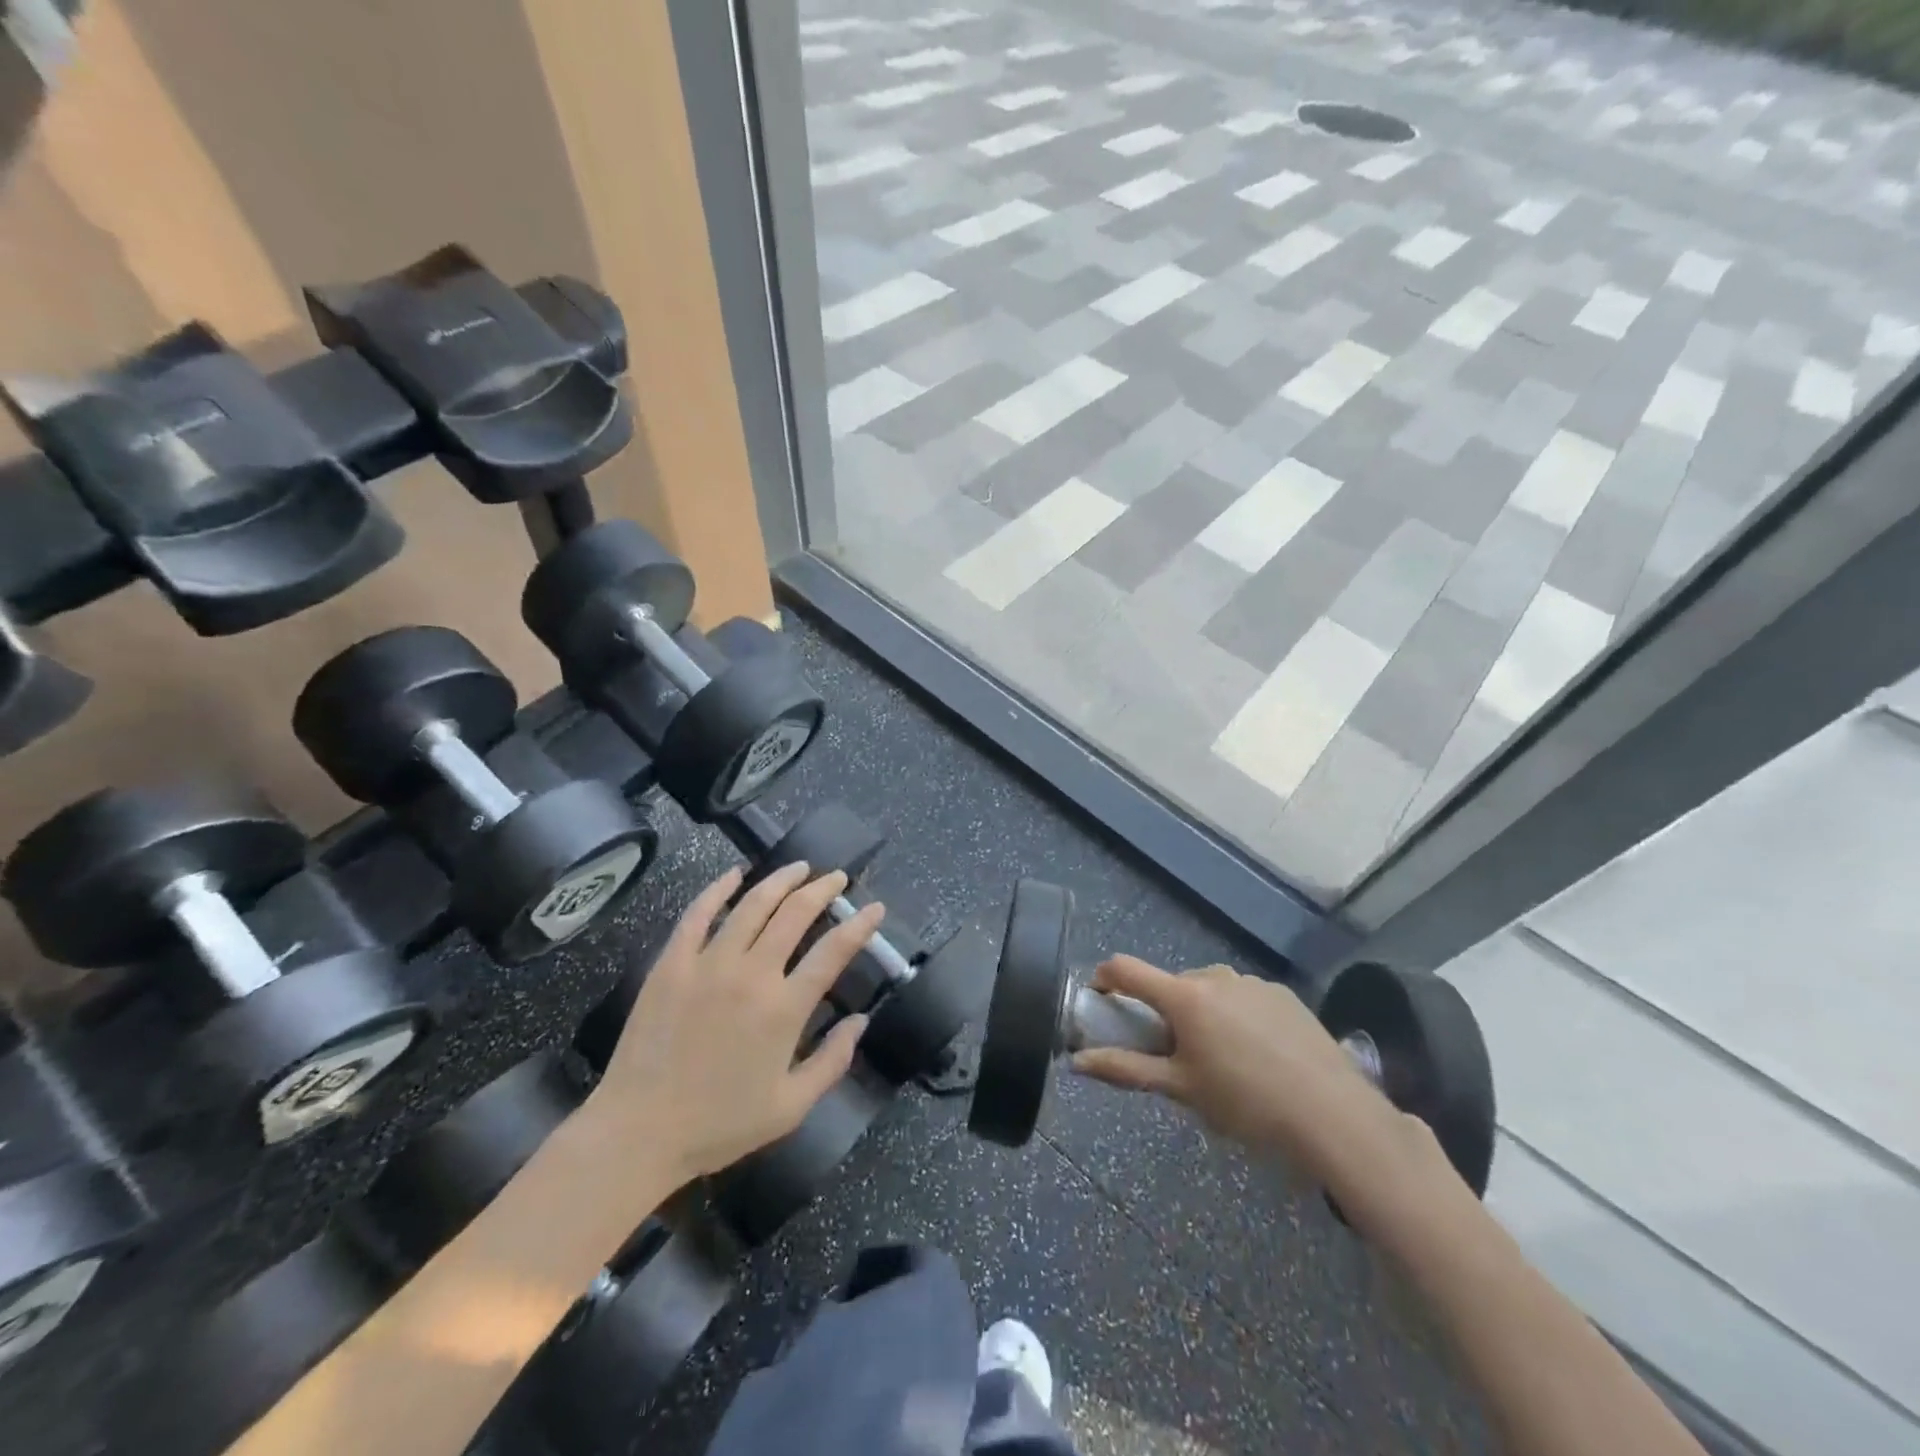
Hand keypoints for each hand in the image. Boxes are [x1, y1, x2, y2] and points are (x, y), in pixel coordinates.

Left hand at [587, 862, 882, 1185]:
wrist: (638, 1132)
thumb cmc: (720, 1125)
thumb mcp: (790, 1107)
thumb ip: (832, 1062)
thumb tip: (861, 1021)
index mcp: (784, 1009)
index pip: (833, 951)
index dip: (860, 925)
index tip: (874, 908)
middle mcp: (751, 975)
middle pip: (795, 915)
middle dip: (822, 890)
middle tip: (837, 878)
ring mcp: (708, 964)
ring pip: (752, 905)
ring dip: (781, 881)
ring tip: (800, 868)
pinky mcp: (671, 964)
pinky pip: (698, 914)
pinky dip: (718, 889)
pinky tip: (734, 874)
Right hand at [1070, 957, 1404, 1184]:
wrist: (1335, 1116)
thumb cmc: (1246, 1104)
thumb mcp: (1181, 1090)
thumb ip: (1126, 1070)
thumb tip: (1077, 1061)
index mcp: (1184, 996)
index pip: (1126, 968)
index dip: (1105, 979)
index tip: (1102, 1003)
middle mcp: (1214, 976)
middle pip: (1170, 985)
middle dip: (1162, 1012)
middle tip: (1173, 1055)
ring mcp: (1252, 981)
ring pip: (1208, 991)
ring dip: (1199, 1014)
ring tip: (1220, 1060)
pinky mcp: (1282, 994)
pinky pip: (1242, 997)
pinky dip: (1234, 1016)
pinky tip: (1257, 1056)